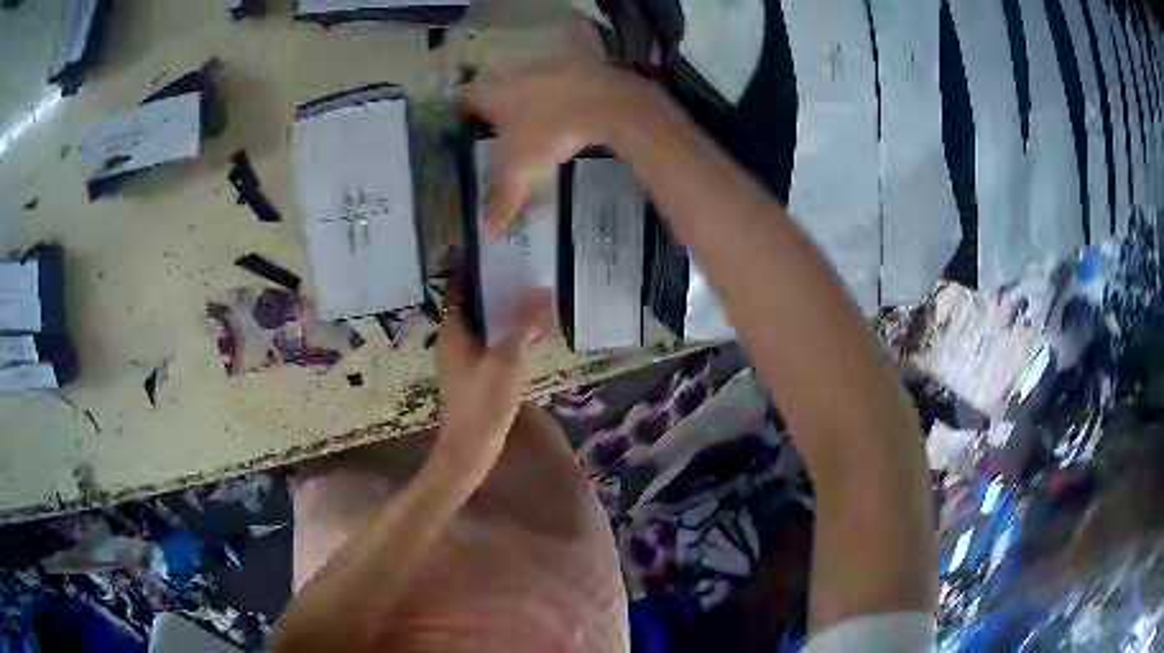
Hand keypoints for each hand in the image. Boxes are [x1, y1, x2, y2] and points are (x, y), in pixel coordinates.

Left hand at [432, 290, 552, 478]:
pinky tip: (528, 335)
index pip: (461, 289)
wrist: (471, 447)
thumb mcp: (508, 359)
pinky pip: (488, 343)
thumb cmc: (484, 401)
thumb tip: (542, 292)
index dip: (479, 272)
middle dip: (497, 292)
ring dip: (504, 314)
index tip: (503, 257)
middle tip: (525, 276)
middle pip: (474, 306)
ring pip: (483, 326)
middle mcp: (453, 340)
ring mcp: (461, 358)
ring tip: (532, 300)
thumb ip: (524, 324)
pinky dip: (505, 334)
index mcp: (454, 331)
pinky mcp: (471, 373)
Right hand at [463, 64, 662, 232]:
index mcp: (490, 92)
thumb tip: (489, 230)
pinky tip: (568, 118)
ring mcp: (549, 68)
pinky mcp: (579, 68)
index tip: (463, 131)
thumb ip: (502, 196)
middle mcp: (514, 74)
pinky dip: (561, 101)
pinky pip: (561, 86)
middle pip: (496, 90)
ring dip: (530, 102)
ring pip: (529, 85)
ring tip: (533, 127)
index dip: (461, 116)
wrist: (603, 102)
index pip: (464, 100)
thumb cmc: (547, 131)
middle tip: (497, 133)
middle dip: (496, 110)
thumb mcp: (519, 168)